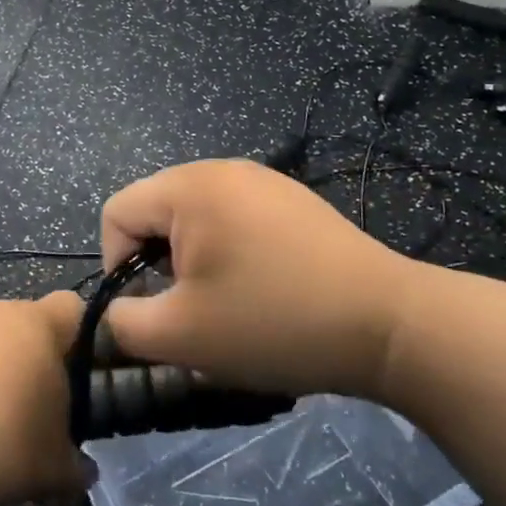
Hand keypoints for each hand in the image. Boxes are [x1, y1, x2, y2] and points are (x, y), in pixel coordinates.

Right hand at [100, 159, 415, 398]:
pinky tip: (263, 290)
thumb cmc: (274, 322)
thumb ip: (124, 323)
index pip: (117, 212)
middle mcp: (222, 168)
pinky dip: (230, 253)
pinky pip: (235, 220)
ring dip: (194, 262)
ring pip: (196, 218)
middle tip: (191, 309)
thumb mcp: (181, 336)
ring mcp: (263, 181)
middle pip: (156, 211)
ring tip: (227, 303)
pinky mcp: (293, 201)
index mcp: (189, 186)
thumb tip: (116, 313)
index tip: (152, 309)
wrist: (389, 324)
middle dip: (158, 264)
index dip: (116, 265)